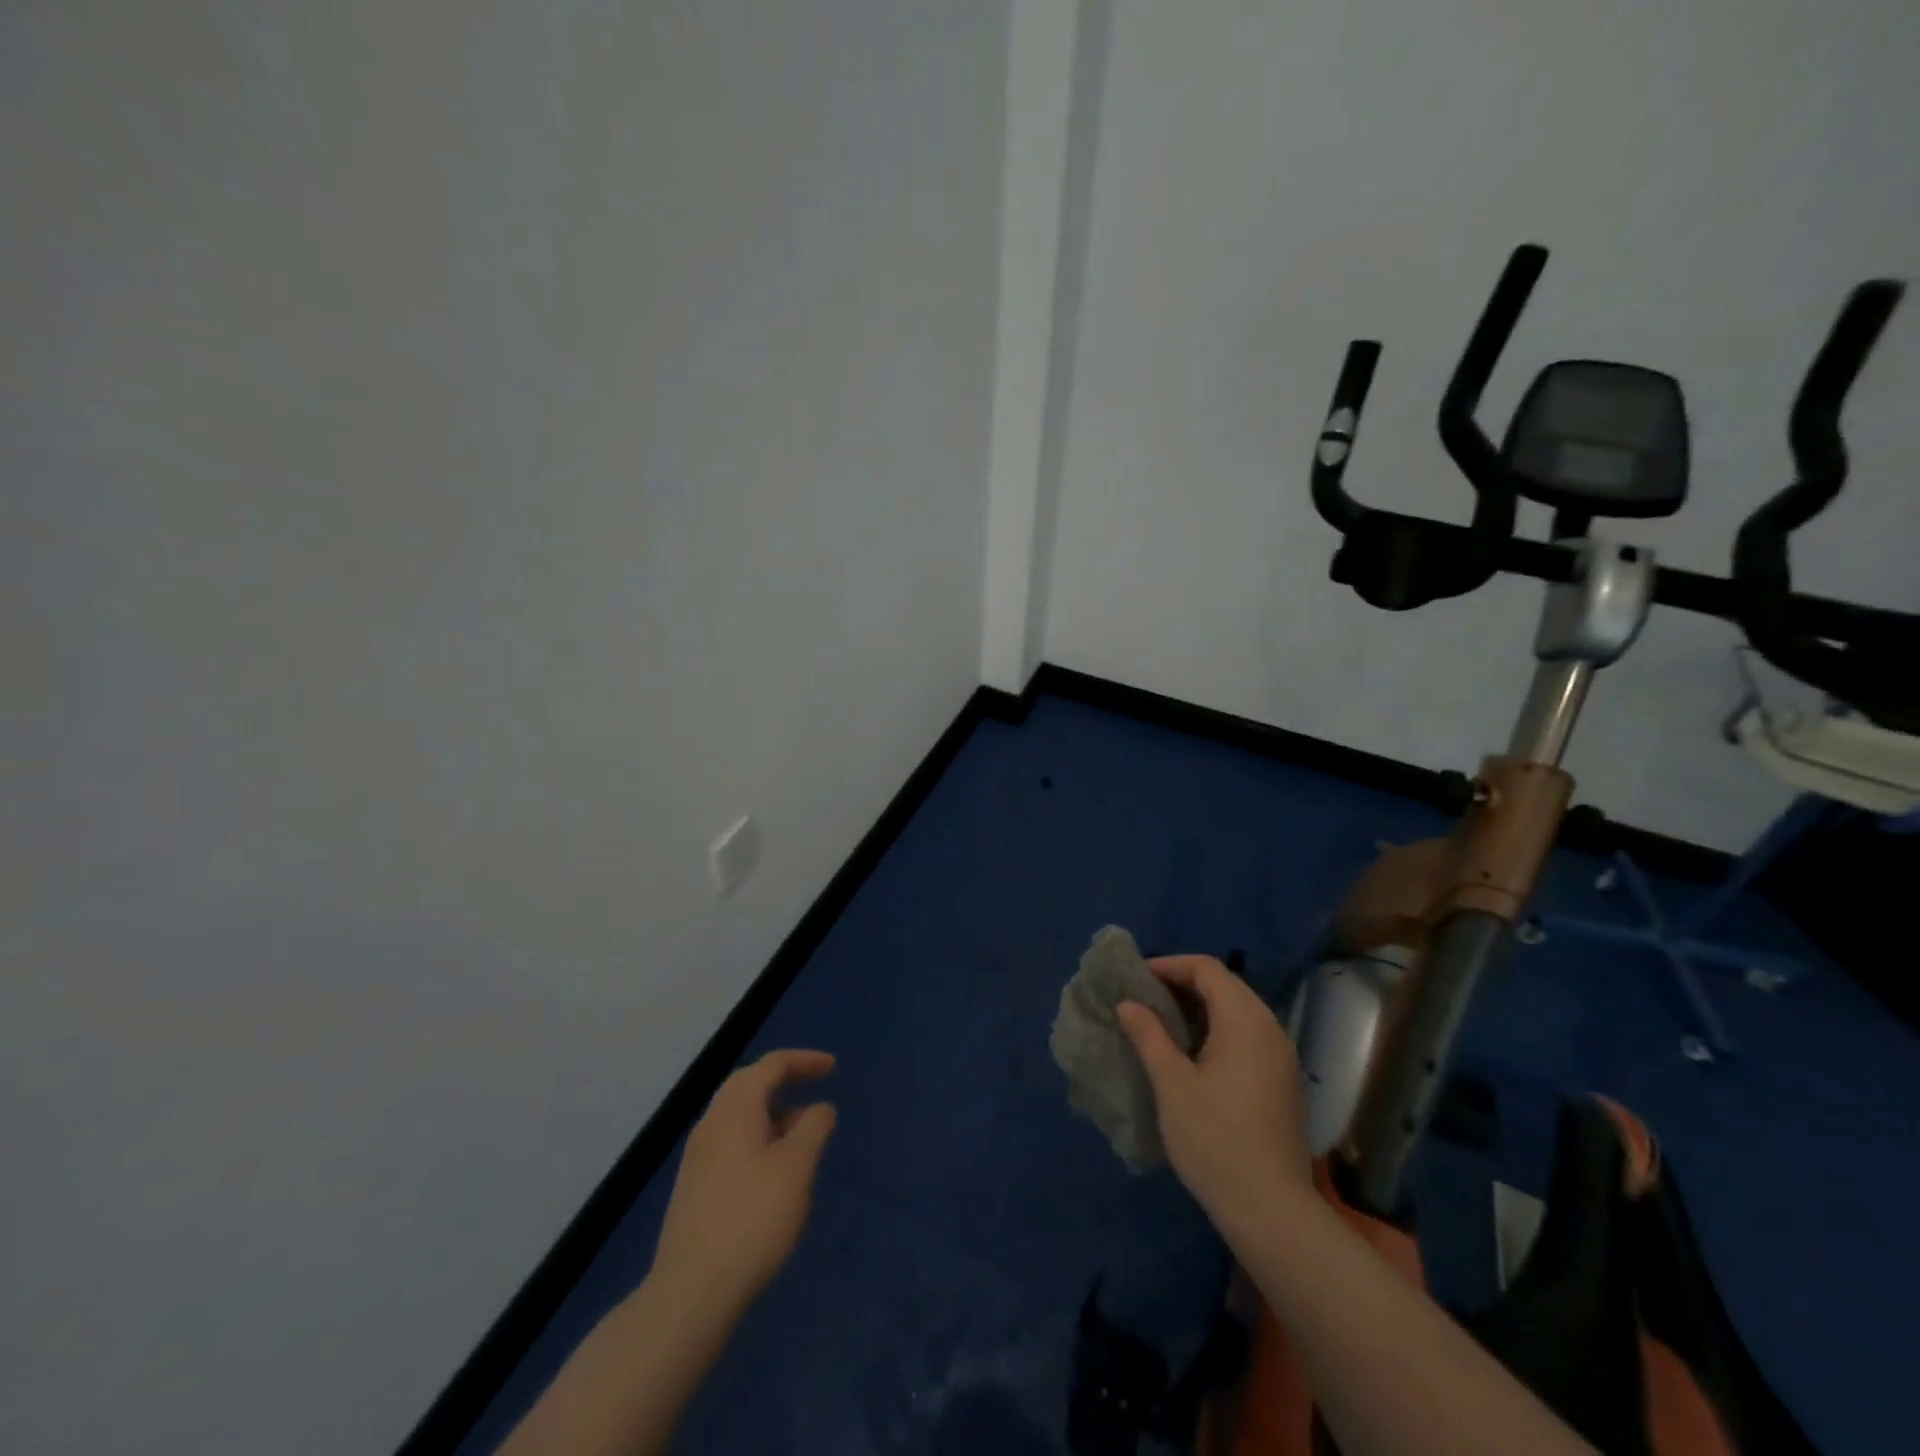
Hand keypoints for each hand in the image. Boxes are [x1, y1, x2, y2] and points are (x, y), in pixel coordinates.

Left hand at [651, 1049, 837, 1310]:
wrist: (691, 1291)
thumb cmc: (753, 1216)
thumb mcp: (797, 1167)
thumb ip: (813, 1128)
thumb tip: (820, 1108)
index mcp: (735, 1108)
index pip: (772, 1065)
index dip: (805, 1060)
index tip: (833, 1067)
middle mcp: (712, 1123)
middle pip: (750, 1085)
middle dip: (785, 1081)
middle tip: (815, 1087)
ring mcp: (698, 1157)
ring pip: (740, 1117)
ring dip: (774, 1114)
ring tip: (804, 1136)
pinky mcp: (695, 1188)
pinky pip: (733, 1144)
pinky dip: (760, 1140)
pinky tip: (776, 1173)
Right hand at [1117, 956, 1311, 1234]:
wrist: (1272, 1211)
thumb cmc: (1215, 1139)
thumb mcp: (1172, 1083)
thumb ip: (1149, 1036)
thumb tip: (1128, 1004)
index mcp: (1245, 1020)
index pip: (1207, 969)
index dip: (1170, 965)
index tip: (1136, 979)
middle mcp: (1270, 1029)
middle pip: (1225, 986)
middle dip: (1183, 985)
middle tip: (1145, 999)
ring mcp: (1282, 1058)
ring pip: (1238, 1013)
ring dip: (1200, 1009)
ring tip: (1162, 1024)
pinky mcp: (1283, 1083)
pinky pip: (1248, 1037)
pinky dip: (1218, 1031)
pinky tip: (1193, 1056)